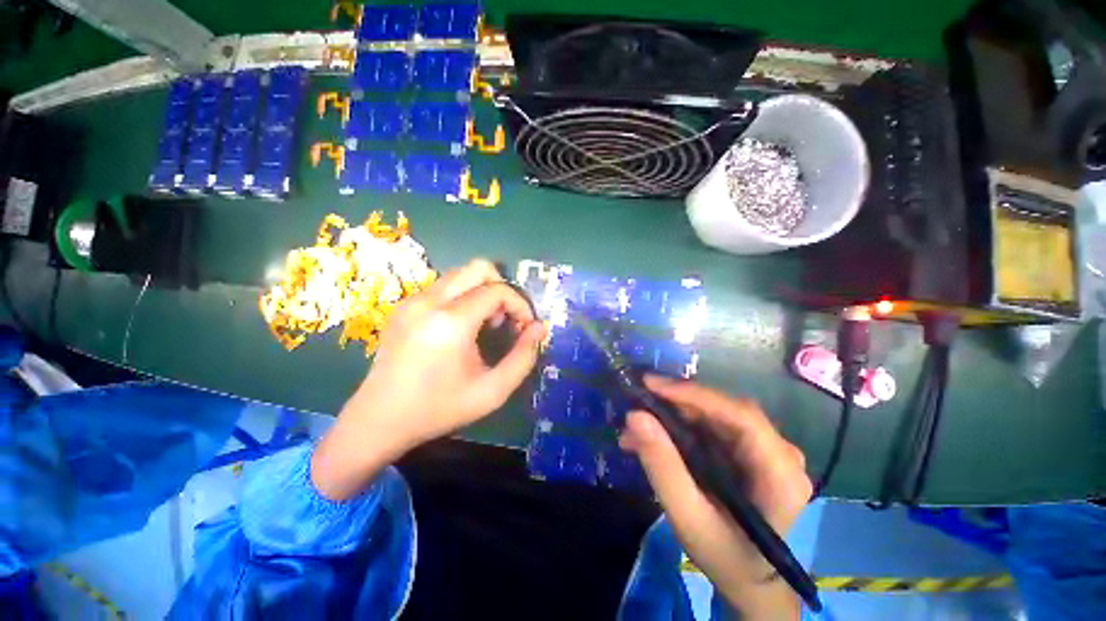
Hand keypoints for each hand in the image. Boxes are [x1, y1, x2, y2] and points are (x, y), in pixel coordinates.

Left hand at [312, 259, 545, 499]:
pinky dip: (464, 297)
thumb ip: (523, 357)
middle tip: (505, 319)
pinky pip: (445, 286)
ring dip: (483, 291)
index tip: (525, 327)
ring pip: (461, 274)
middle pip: (478, 267)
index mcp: (451, 322)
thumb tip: (539, 327)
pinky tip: (461, 327)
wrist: (379, 420)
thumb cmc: (439, 409)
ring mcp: (413, 300)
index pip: (498, 290)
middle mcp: (429, 301)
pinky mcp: (404, 305)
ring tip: (485, 324)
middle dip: (502, 288)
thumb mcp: (492, 391)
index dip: (520, 304)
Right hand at [619, 375, 810, 617]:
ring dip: (674, 413)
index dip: (695, 394)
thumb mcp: (688, 517)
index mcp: (780, 473)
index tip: (652, 385)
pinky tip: (655, 434)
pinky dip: (680, 424)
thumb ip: (662, 467)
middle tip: (638, 401)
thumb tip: (634, 416)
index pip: (741, 416)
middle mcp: (780, 452)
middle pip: (725, 410)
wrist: (748, 578)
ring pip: (715, 414)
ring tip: (638, 423)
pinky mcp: (749, 449)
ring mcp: (766, 448)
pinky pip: (712, 425)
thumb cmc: (723, 555)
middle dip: (677, 402)